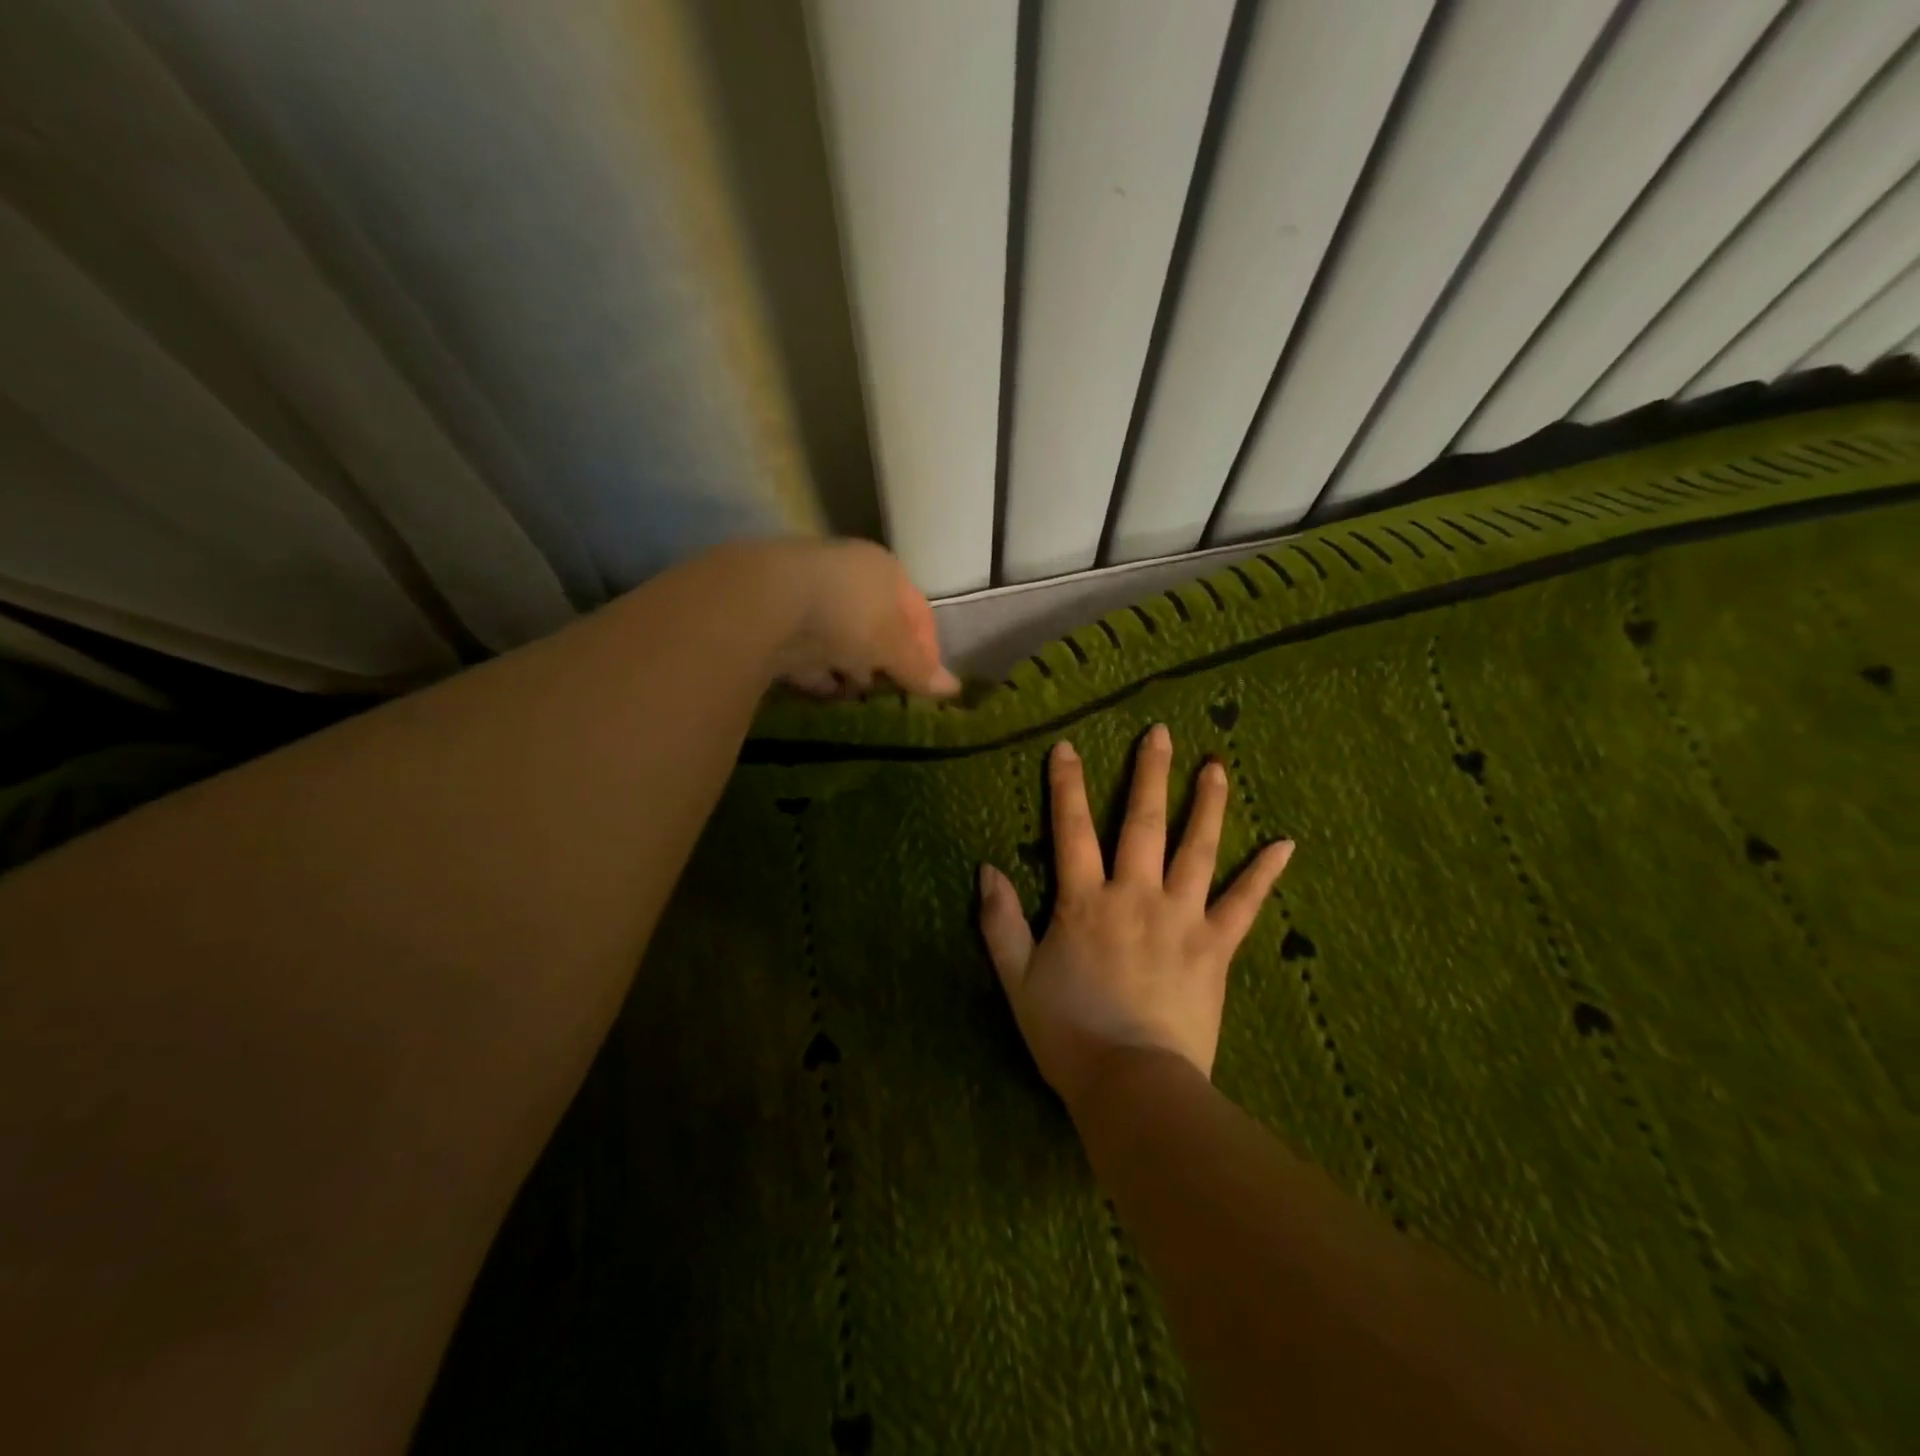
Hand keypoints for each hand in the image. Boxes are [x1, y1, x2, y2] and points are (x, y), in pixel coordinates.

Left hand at [742, 538, 959, 697]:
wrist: (766, 601)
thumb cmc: (848, 615)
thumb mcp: (893, 645)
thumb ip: (919, 667)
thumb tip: (953, 688)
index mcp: (885, 570)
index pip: (918, 611)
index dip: (927, 649)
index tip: (928, 683)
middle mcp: (848, 574)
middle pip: (877, 622)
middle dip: (886, 658)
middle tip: (892, 691)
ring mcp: (809, 593)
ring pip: (840, 635)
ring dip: (850, 665)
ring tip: (857, 696)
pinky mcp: (775, 616)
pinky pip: (806, 650)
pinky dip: (817, 671)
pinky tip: (823, 692)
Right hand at [977, 725, 1293, 1110]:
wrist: (1132, 1084)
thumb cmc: (1067, 1032)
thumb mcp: (1016, 978)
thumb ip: (1000, 921)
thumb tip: (986, 867)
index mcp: (1084, 901)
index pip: (1072, 830)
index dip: (1067, 786)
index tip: (1068, 748)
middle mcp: (1135, 895)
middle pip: (1143, 823)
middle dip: (1149, 775)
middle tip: (1160, 734)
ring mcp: (1181, 918)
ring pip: (1197, 850)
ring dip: (1208, 805)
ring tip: (1218, 766)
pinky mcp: (1216, 948)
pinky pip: (1244, 904)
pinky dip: (1264, 874)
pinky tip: (1286, 844)